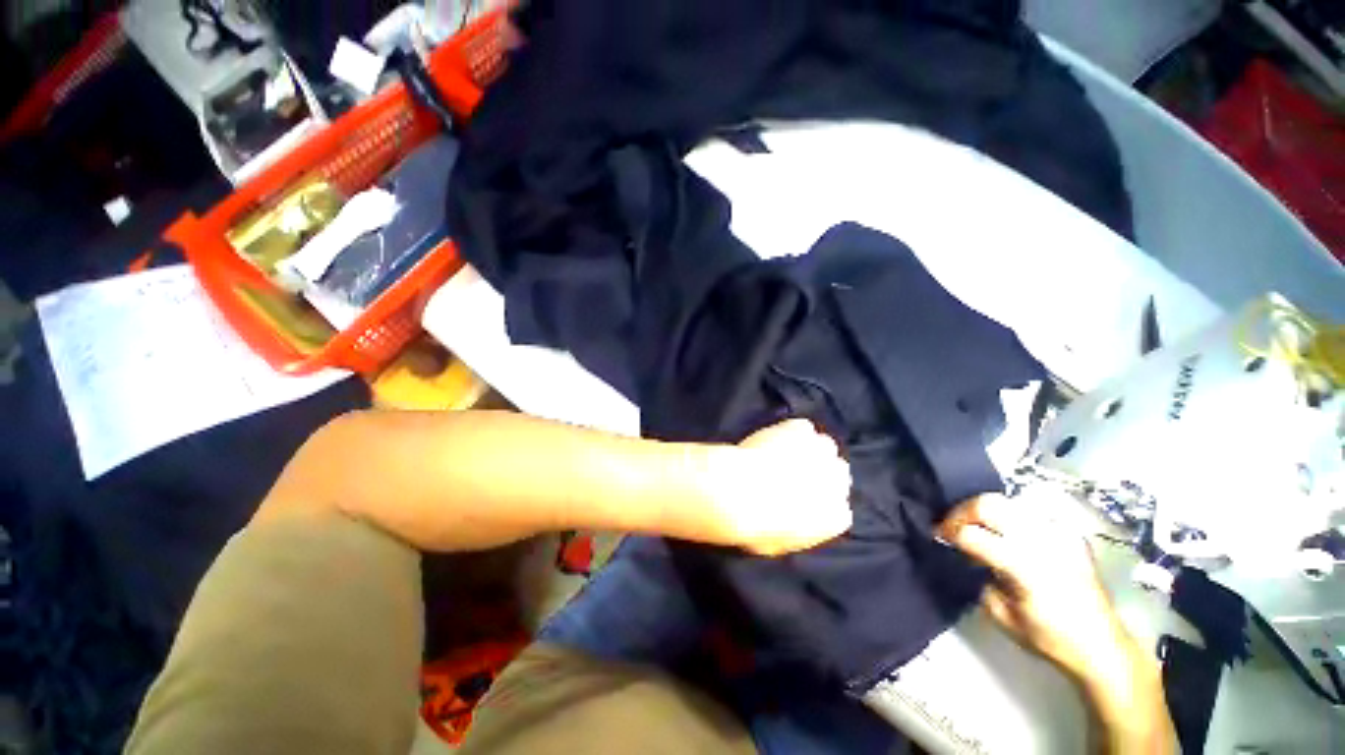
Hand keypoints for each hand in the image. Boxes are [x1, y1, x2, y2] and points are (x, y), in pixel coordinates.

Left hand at [700, 418, 852, 555]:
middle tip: (794, 473)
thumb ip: (793, 531)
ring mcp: (821, 451)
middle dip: (821, 474)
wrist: (740, 492)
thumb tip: (789, 522)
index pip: (839, 510)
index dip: (819, 504)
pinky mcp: (801, 430)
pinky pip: (803, 427)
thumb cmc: (755, 527)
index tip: (802, 501)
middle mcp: (838, 482)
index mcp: (836, 518)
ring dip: (810, 449)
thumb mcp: (777, 544)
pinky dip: (791, 431)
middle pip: (838, 474)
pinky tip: (776, 437)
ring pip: (824, 446)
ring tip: (786, 452)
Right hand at [938, 491, 1130, 682]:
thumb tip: (966, 555)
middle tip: (952, 526)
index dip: (948, 533)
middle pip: (987, 504)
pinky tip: (1006, 533)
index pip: (972, 534)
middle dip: (961, 512)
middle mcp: (1042, 541)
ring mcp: (1059, 533)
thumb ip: (979, 578)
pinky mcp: (1069, 533)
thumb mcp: (1001, 615)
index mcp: (1025, 566)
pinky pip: (1029, 512)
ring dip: (983, 512)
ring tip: (976, 527)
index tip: (938, 537)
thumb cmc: (1049, 638)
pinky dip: (1009, 517)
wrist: (1102, 645)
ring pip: (1007, 501)